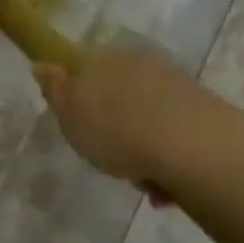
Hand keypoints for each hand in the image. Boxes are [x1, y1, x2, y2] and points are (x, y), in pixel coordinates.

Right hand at [33, 46, 218, 201]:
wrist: (190, 145)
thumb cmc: (116, 131)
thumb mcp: (70, 114)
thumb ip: (55, 89)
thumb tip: (42, 64)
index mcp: (103, 59)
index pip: (82, 69)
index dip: (77, 99)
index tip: (78, 128)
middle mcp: (139, 63)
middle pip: (116, 94)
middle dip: (112, 125)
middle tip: (106, 156)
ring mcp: (173, 83)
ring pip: (145, 116)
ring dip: (140, 146)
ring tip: (140, 179)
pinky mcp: (200, 108)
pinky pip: (171, 132)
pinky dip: (164, 155)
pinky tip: (163, 183)